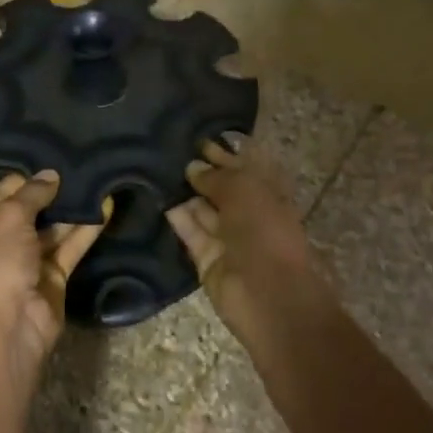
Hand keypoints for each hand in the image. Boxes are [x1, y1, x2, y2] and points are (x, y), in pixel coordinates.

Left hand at [0, 171, 106, 388]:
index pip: (0, 195)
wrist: (8, 329)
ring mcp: (27, 263)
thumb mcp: (7, 220)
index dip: (24, 178)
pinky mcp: (53, 278)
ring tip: (97, 180)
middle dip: (52, 192)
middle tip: (81, 164)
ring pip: (53, 230)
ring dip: (72, 210)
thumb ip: (31, 194)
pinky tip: (105, 207)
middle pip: (29, 212)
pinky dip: (86, 230)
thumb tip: (51, 174)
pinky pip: (70, 248)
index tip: (52, 155)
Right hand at [166, 142, 329, 338]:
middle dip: (204, 173)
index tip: (201, 139)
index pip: (247, 168)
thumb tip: (193, 167)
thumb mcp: (244, 191)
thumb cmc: (264, 231)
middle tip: (174, 153)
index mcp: (271, 195)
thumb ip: (217, 176)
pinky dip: (180, 220)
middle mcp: (251, 216)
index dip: (227, 153)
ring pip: (206, 213)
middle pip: (224, 190)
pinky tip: (162, 200)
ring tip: (161, 172)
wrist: (266, 293)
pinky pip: (193, 235)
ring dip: (188, 195)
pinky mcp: (209, 261)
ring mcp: (230, 240)